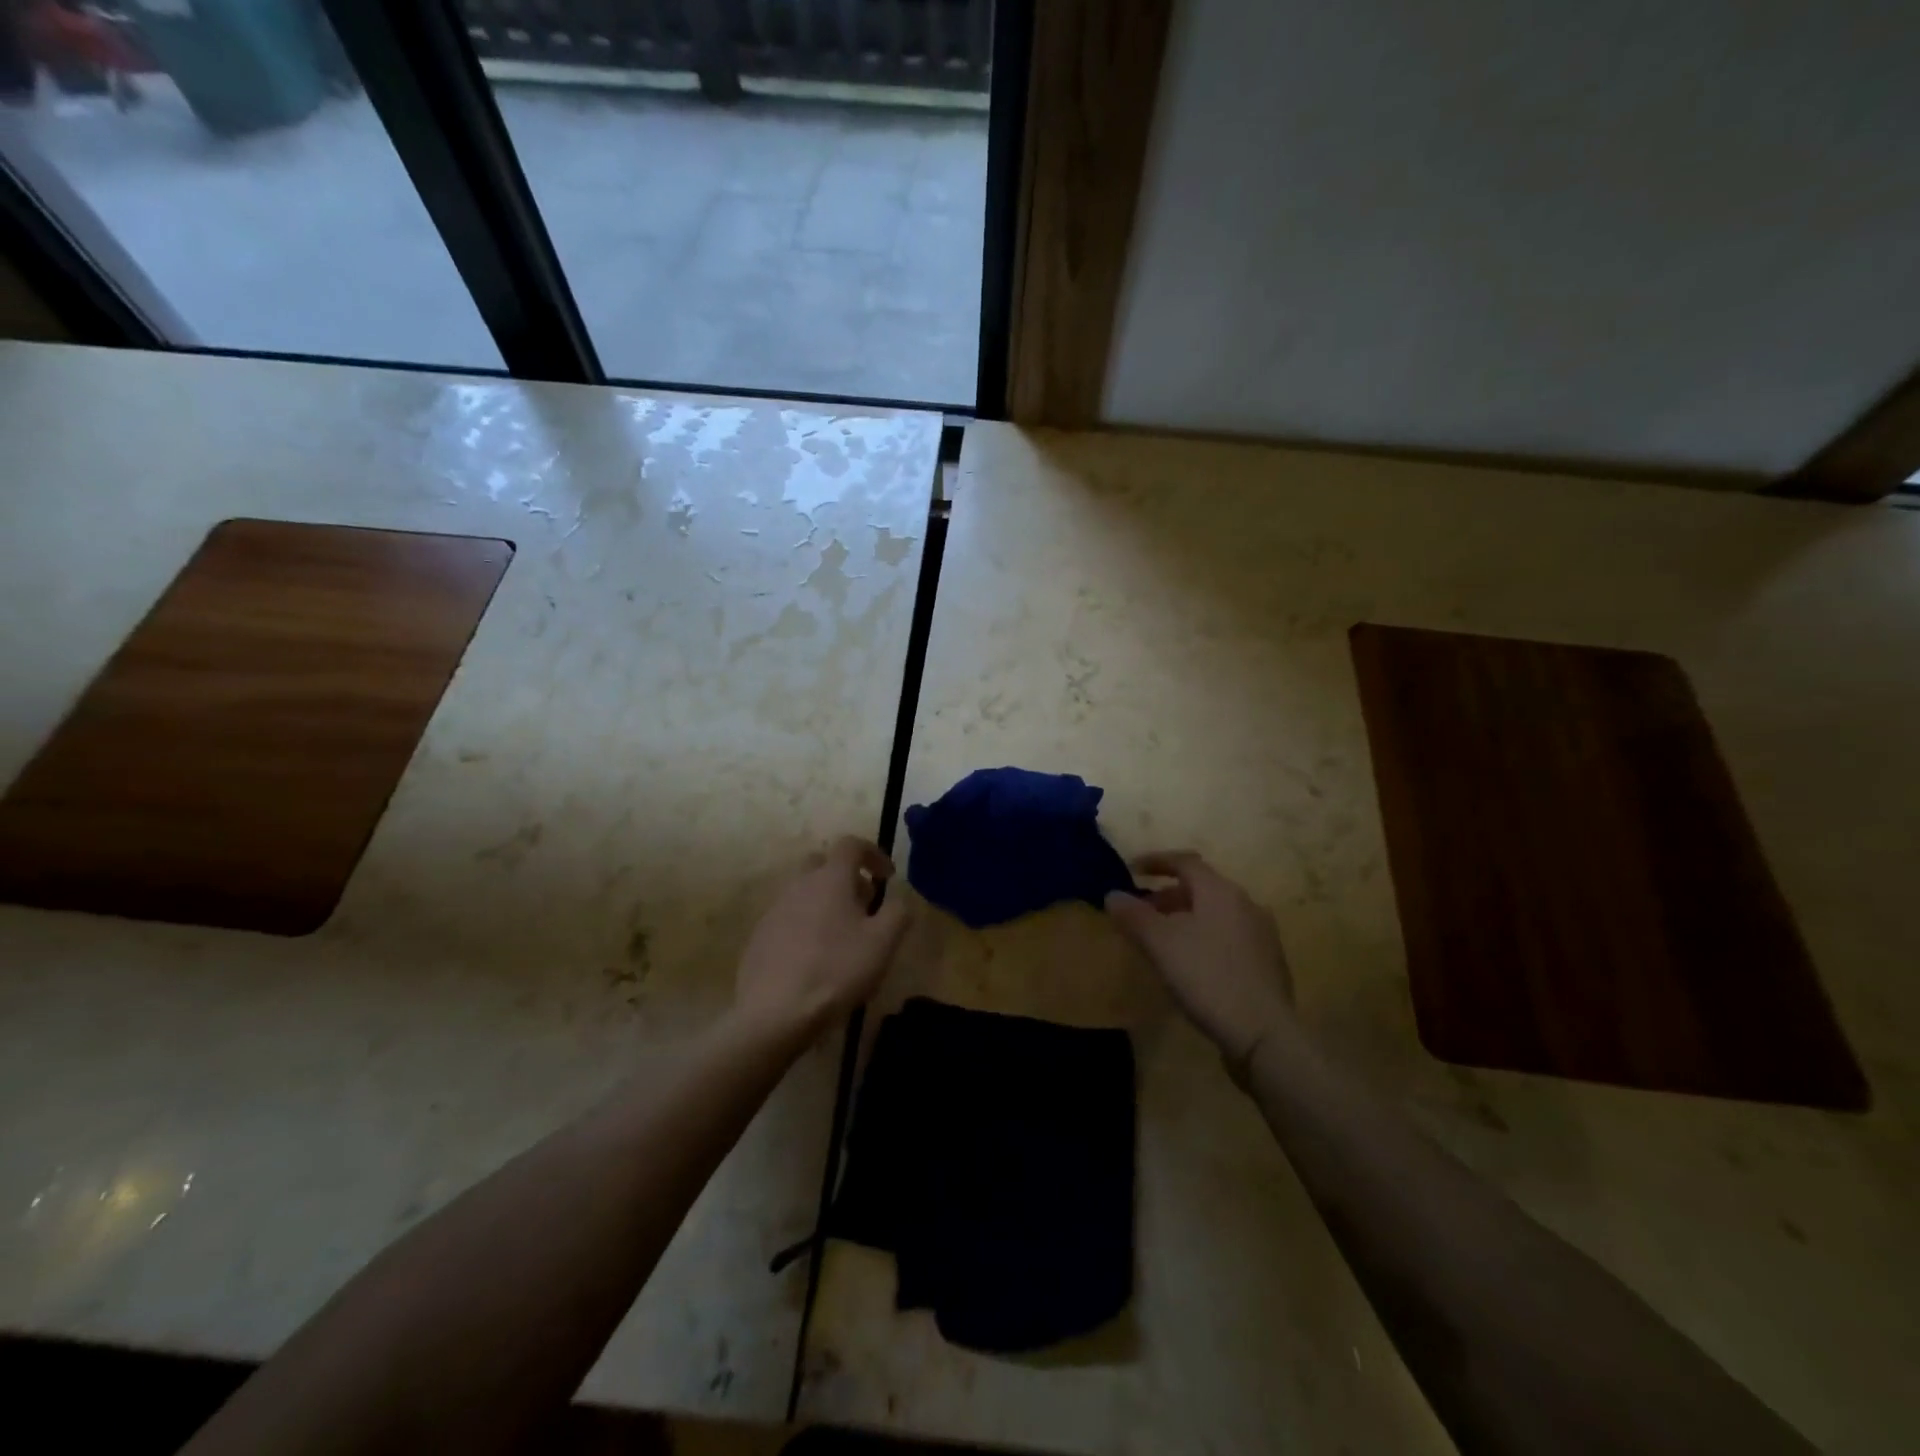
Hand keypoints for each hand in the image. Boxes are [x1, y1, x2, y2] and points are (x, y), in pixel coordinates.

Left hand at [735, 836, 909, 1038]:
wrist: (773, 1013)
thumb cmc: (835, 970)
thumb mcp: (883, 942)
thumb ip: (898, 912)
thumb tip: (898, 899)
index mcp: (830, 878)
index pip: (850, 844)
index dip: (873, 853)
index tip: (887, 877)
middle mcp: (798, 885)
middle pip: (822, 864)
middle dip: (846, 876)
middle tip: (865, 905)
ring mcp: (774, 911)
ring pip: (804, 892)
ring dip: (826, 903)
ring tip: (844, 938)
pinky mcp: (759, 938)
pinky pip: (789, 919)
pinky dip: (807, 927)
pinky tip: (817, 960)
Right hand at [1106, 851, 1294, 1070]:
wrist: (1264, 1033)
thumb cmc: (1207, 977)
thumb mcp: (1160, 944)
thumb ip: (1134, 915)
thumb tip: (1113, 894)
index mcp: (1220, 892)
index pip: (1185, 862)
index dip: (1155, 861)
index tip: (1131, 869)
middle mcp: (1245, 904)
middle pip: (1201, 888)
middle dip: (1167, 895)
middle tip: (1141, 912)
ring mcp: (1261, 933)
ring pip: (1215, 913)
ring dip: (1185, 917)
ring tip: (1162, 940)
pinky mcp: (1267, 962)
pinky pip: (1228, 935)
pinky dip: (1203, 936)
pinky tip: (1191, 963)